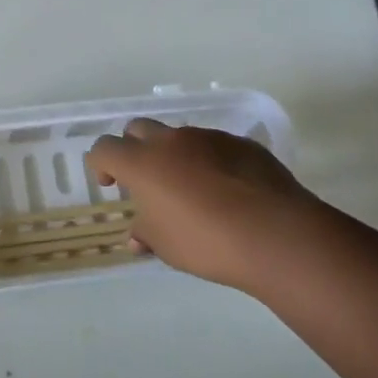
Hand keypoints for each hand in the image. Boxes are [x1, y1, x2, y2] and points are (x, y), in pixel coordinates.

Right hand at [86, 120, 308, 289]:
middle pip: (138, 130)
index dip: (101, 164)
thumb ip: (146, 234)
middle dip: (134, 149)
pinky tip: (228, 192)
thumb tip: (137, 235)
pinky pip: (215, 147)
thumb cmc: (208, 242)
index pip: (105, 148)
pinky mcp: (241, 144)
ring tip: (193, 191)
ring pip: (179, 137)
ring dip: (175, 156)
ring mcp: (208, 137)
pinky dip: (210, 162)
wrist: (276, 234)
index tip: (111, 185)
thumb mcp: (166, 247)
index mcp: (143, 163)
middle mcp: (171, 141)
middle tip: (146, 181)